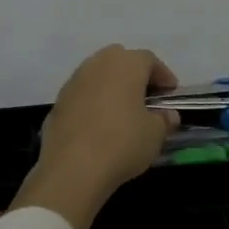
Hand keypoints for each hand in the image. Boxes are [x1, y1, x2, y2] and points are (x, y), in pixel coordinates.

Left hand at [8, 46, 177, 228]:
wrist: (72, 168)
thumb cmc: (122, 142)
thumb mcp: (155, 134)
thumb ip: (164, 119)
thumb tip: (167, 115)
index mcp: (125, 64)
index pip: (149, 60)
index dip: (163, 76)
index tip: (171, 95)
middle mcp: (97, 64)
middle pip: (120, 61)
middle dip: (135, 76)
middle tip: (147, 98)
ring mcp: (73, 83)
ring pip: (98, 77)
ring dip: (112, 89)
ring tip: (123, 113)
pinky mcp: (57, 104)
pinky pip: (83, 96)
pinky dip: (94, 104)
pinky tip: (100, 126)